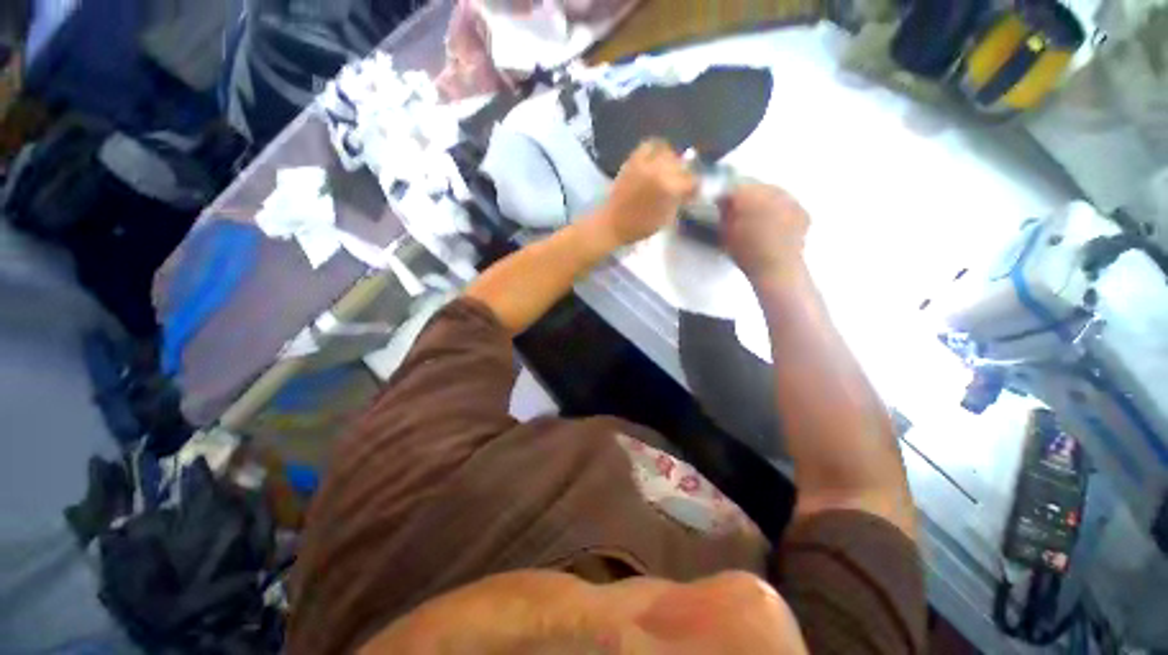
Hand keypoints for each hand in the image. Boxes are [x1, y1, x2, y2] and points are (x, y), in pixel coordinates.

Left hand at [592, 140, 696, 246]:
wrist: (613, 223)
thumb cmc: (640, 226)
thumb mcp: (666, 218)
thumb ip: (678, 201)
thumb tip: (687, 192)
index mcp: (670, 188)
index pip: (692, 181)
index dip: (694, 188)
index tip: (691, 193)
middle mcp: (659, 171)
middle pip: (680, 164)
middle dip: (683, 174)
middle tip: (680, 182)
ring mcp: (645, 163)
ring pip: (667, 151)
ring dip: (671, 160)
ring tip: (669, 169)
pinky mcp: (632, 160)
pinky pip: (648, 145)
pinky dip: (656, 149)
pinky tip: (657, 158)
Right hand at [720, 183, 809, 280]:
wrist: (777, 267)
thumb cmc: (746, 252)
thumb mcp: (726, 233)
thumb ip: (725, 213)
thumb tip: (725, 203)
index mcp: (750, 195)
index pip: (735, 188)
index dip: (726, 197)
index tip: (722, 205)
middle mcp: (773, 192)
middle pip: (757, 188)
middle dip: (748, 198)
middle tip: (740, 213)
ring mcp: (791, 201)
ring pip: (774, 195)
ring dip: (765, 204)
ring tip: (758, 220)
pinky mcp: (803, 212)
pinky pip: (788, 206)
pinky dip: (781, 213)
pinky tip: (775, 226)